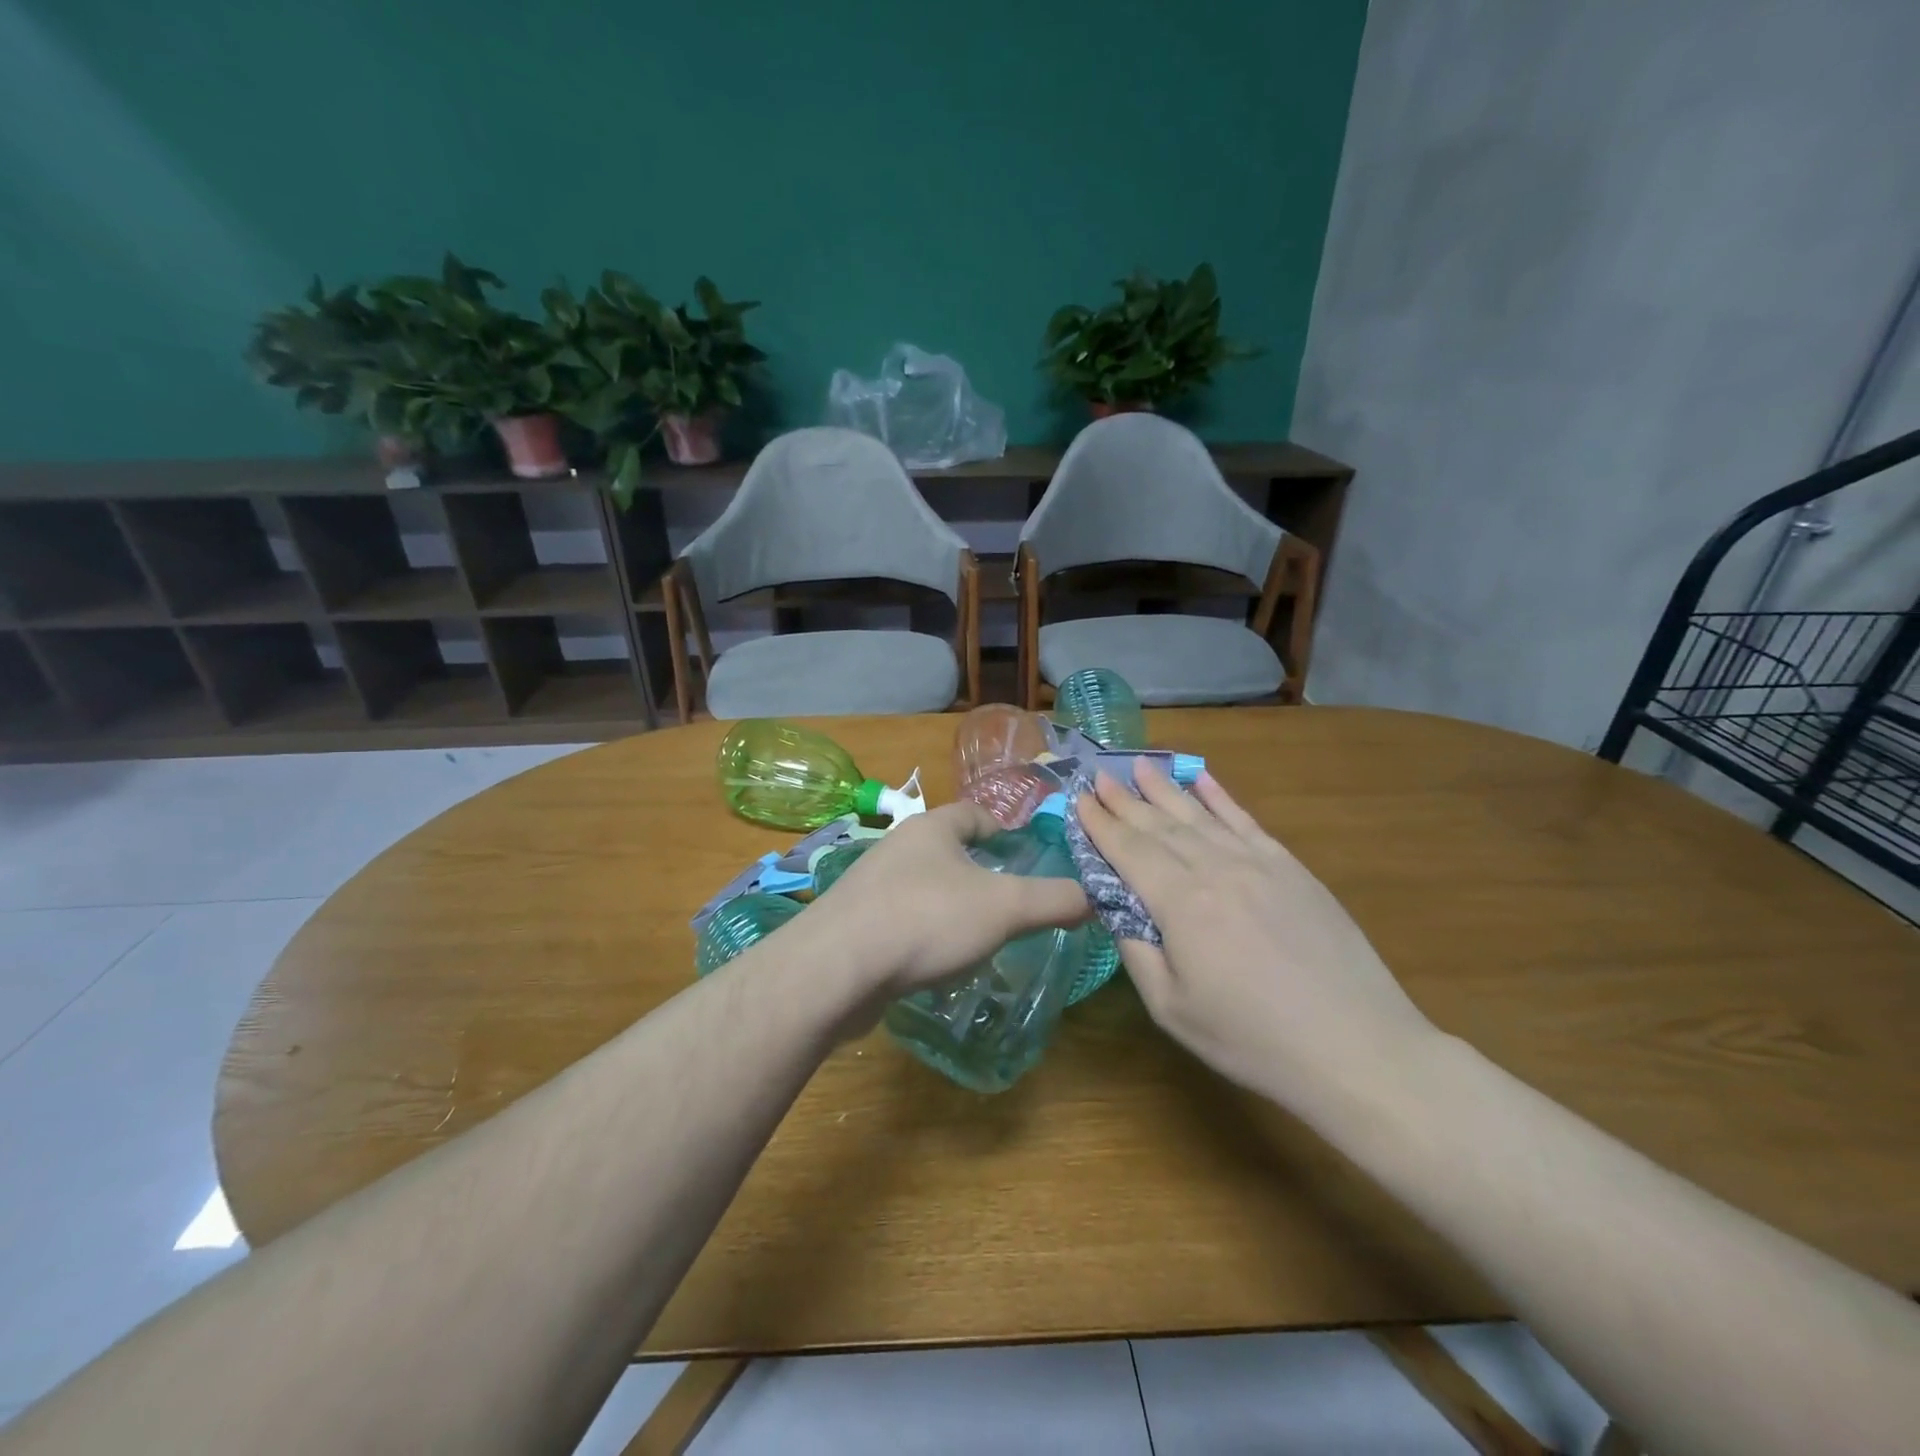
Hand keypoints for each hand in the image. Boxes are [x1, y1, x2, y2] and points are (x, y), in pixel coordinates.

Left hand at [805, 801, 1089, 998]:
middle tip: (1010, 901)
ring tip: (978, 935)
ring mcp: (870, 887)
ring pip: (922, 887)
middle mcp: (897, 848)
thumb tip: (1094, 897)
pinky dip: (923, 934)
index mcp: (931, 829)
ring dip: (949, 904)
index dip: (1002, 829)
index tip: (1024, 854)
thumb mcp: (1005, 907)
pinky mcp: (854, 925)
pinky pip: (900, 920)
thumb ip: (1054, 900)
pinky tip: (937, 963)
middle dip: (977, 871)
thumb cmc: (926, 919)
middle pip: (946, 850)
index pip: (973, 813)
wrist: (836, 969)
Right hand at [1076, 763, 1434, 1109]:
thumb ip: (1136, 952)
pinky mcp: (1291, 868)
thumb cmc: (1253, 1039)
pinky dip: (1221, 797)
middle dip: (1125, 800)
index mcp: (1180, 903)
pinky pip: (1246, 821)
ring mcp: (1258, 863)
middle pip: (1160, 825)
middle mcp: (1215, 869)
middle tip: (1098, 776)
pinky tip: (1203, 778)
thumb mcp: (1172, 1009)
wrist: (1356, 1046)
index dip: (1100, 823)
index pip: (1129, 850)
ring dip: (1165, 789)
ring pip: (1200, 815)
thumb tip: (1116, 908)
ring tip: (1139, 766)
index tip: (1078, 799)